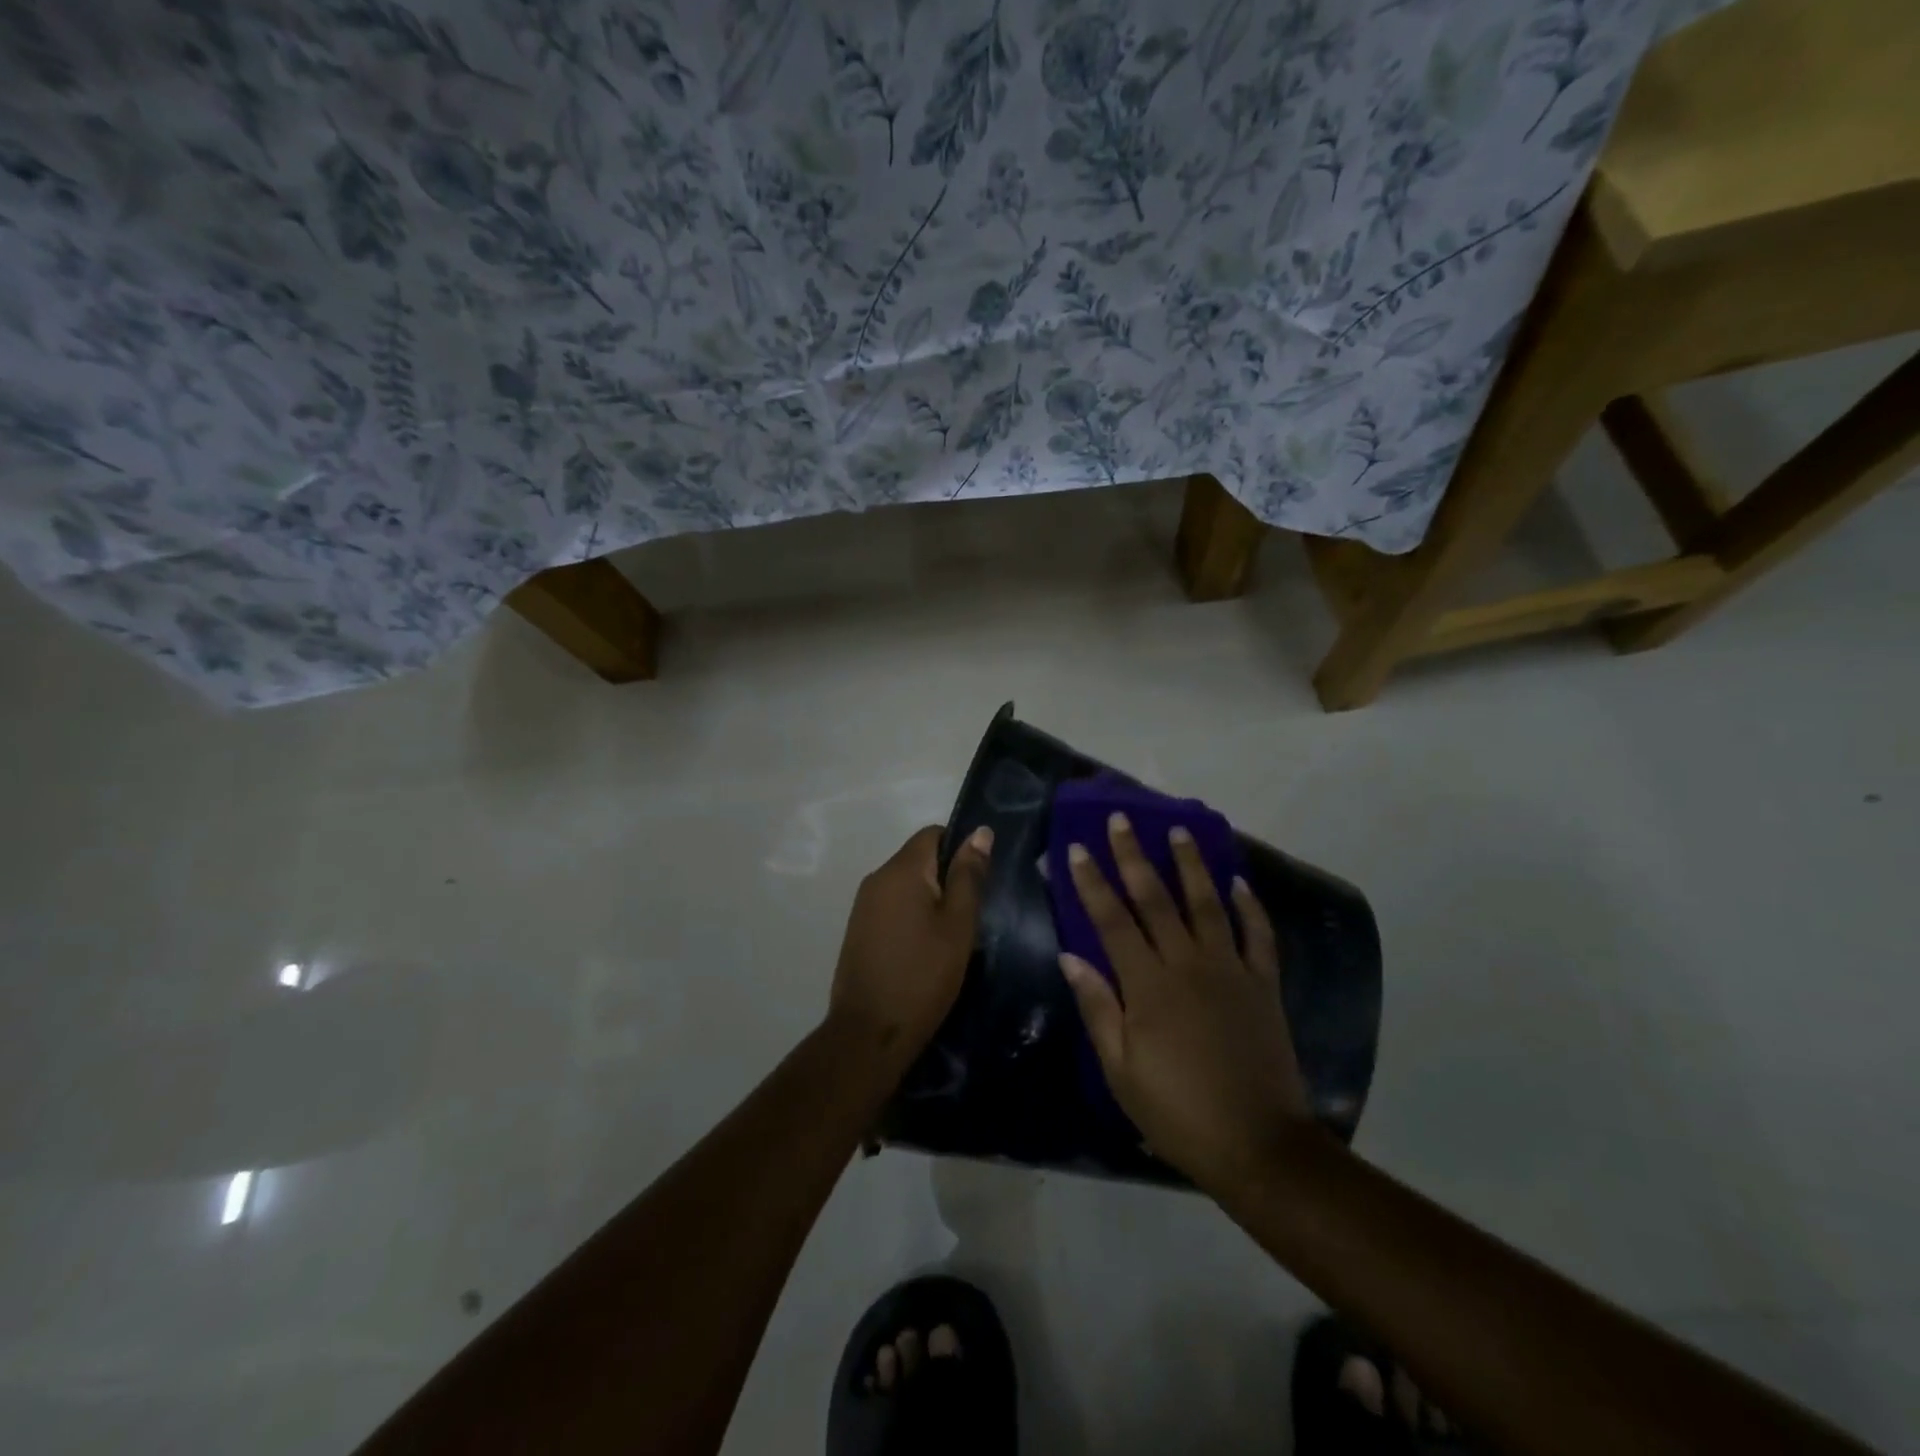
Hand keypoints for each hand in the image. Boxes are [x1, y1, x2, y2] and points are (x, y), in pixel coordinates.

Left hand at [827, 824, 992, 1076]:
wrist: (869, 1032)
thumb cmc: (923, 975)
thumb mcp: (958, 924)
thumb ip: (969, 875)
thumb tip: (980, 832)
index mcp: (901, 870)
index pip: (933, 834)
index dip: (960, 848)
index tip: (979, 880)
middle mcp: (876, 878)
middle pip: (918, 859)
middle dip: (946, 877)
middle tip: (971, 914)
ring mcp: (863, 905)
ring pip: (906, 885)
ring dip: (929, 899)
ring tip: (951, 935)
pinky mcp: (858, 930)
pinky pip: (892, 906)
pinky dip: (911, 917)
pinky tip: (925, 949)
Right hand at [1059, 813, 1311, 1195]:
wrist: (1258, 1145)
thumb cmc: (1178, 1112)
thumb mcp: (1121, 1071)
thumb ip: (1098, 1008)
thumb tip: (1071, 957)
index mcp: (1148, 986)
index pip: (1112, 921)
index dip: (1092, 883)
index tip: (1076, 848)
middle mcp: (1188, 965)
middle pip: (1156, 899)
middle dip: (1134, 856)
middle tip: (1122, 819)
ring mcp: (1230, 970)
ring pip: (1207, 904)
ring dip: (1191, 865)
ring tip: (1179, 831)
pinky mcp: (1263, 985)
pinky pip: (1258, 935)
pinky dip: (1249, 906)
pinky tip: (1239, 883)